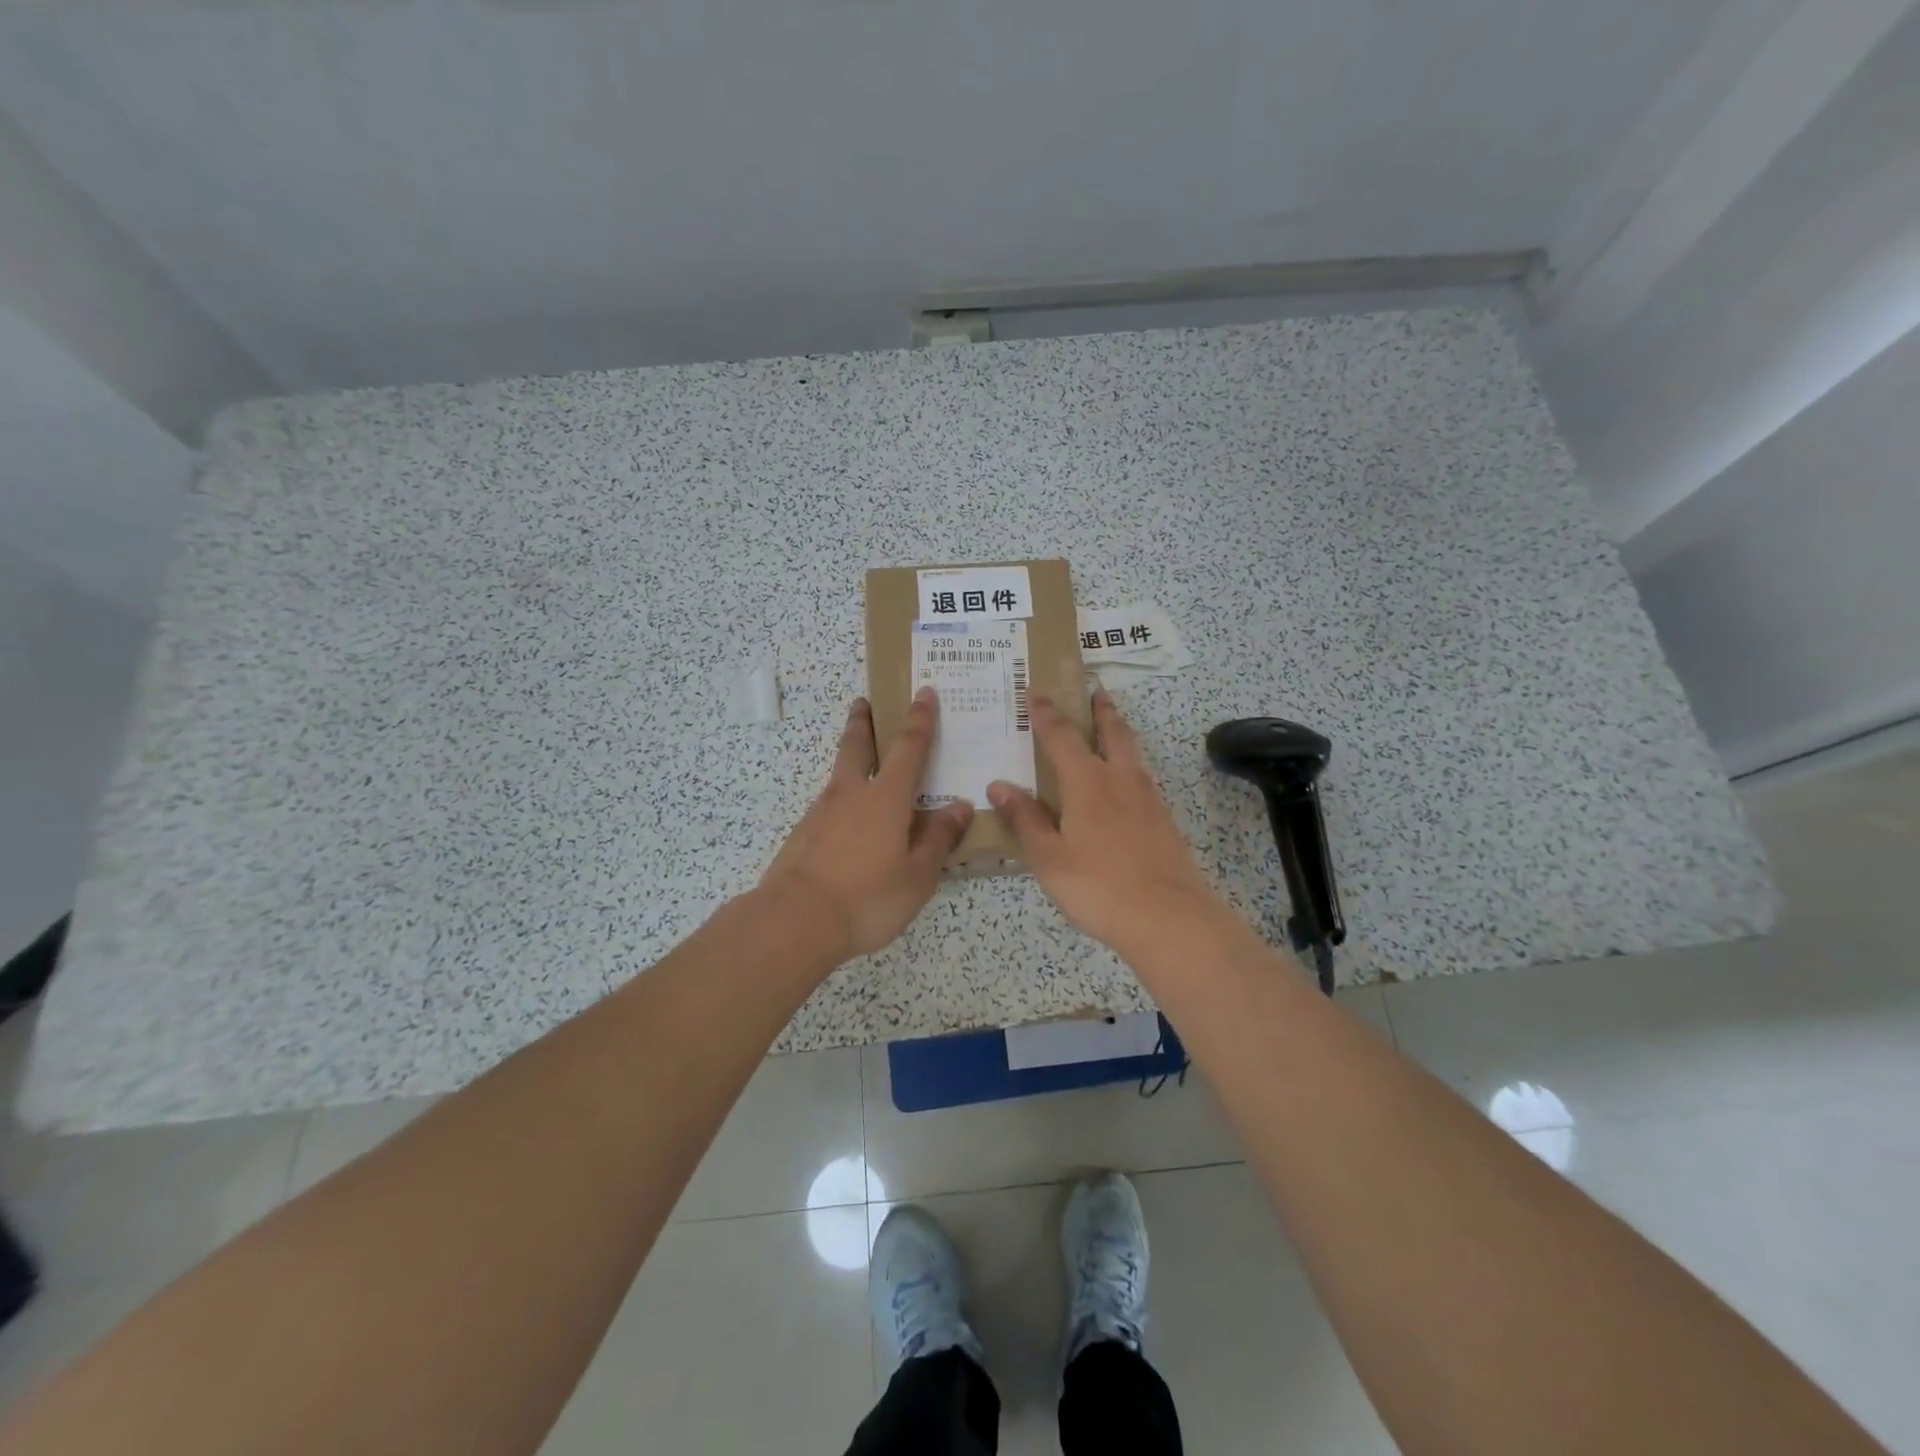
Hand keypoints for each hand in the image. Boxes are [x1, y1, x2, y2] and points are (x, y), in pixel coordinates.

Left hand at [759, 689, 972, 959]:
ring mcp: (821, 812)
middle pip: (856, 745)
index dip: (920, 719)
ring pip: (839, 774)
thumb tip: (960, 807)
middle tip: (863, 702)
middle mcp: (852, 794)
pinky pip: (828, 805)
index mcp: (886, 798)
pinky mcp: (802, 834)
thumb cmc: (868, 898)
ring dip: (849, 758)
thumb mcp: (918, 876)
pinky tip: (847, 822)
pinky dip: (841, 800)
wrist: (795, 920)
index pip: (909, 748)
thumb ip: (939, 839)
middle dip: (863, 721)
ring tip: (861, 763)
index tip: (923, 692)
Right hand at [988, 690, 1226, 955]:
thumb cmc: (1098, 885)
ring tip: (1111, 727)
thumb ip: (1025, 819)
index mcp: (1087, 781)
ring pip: (1132, 752)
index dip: (1046, 713)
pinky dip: (1130, 765)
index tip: (1036, 692)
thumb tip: (998, 785)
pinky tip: (1125, 784)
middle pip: (1112, 731)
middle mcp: (1120, 779)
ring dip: (1119, 732)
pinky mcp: (1164, 820)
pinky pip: (1143, 778)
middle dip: (1100, 710)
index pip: (1061, 736)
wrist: (1169, 917)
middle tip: (1094, 692)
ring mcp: (1148, 798)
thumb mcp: (1048, 857)